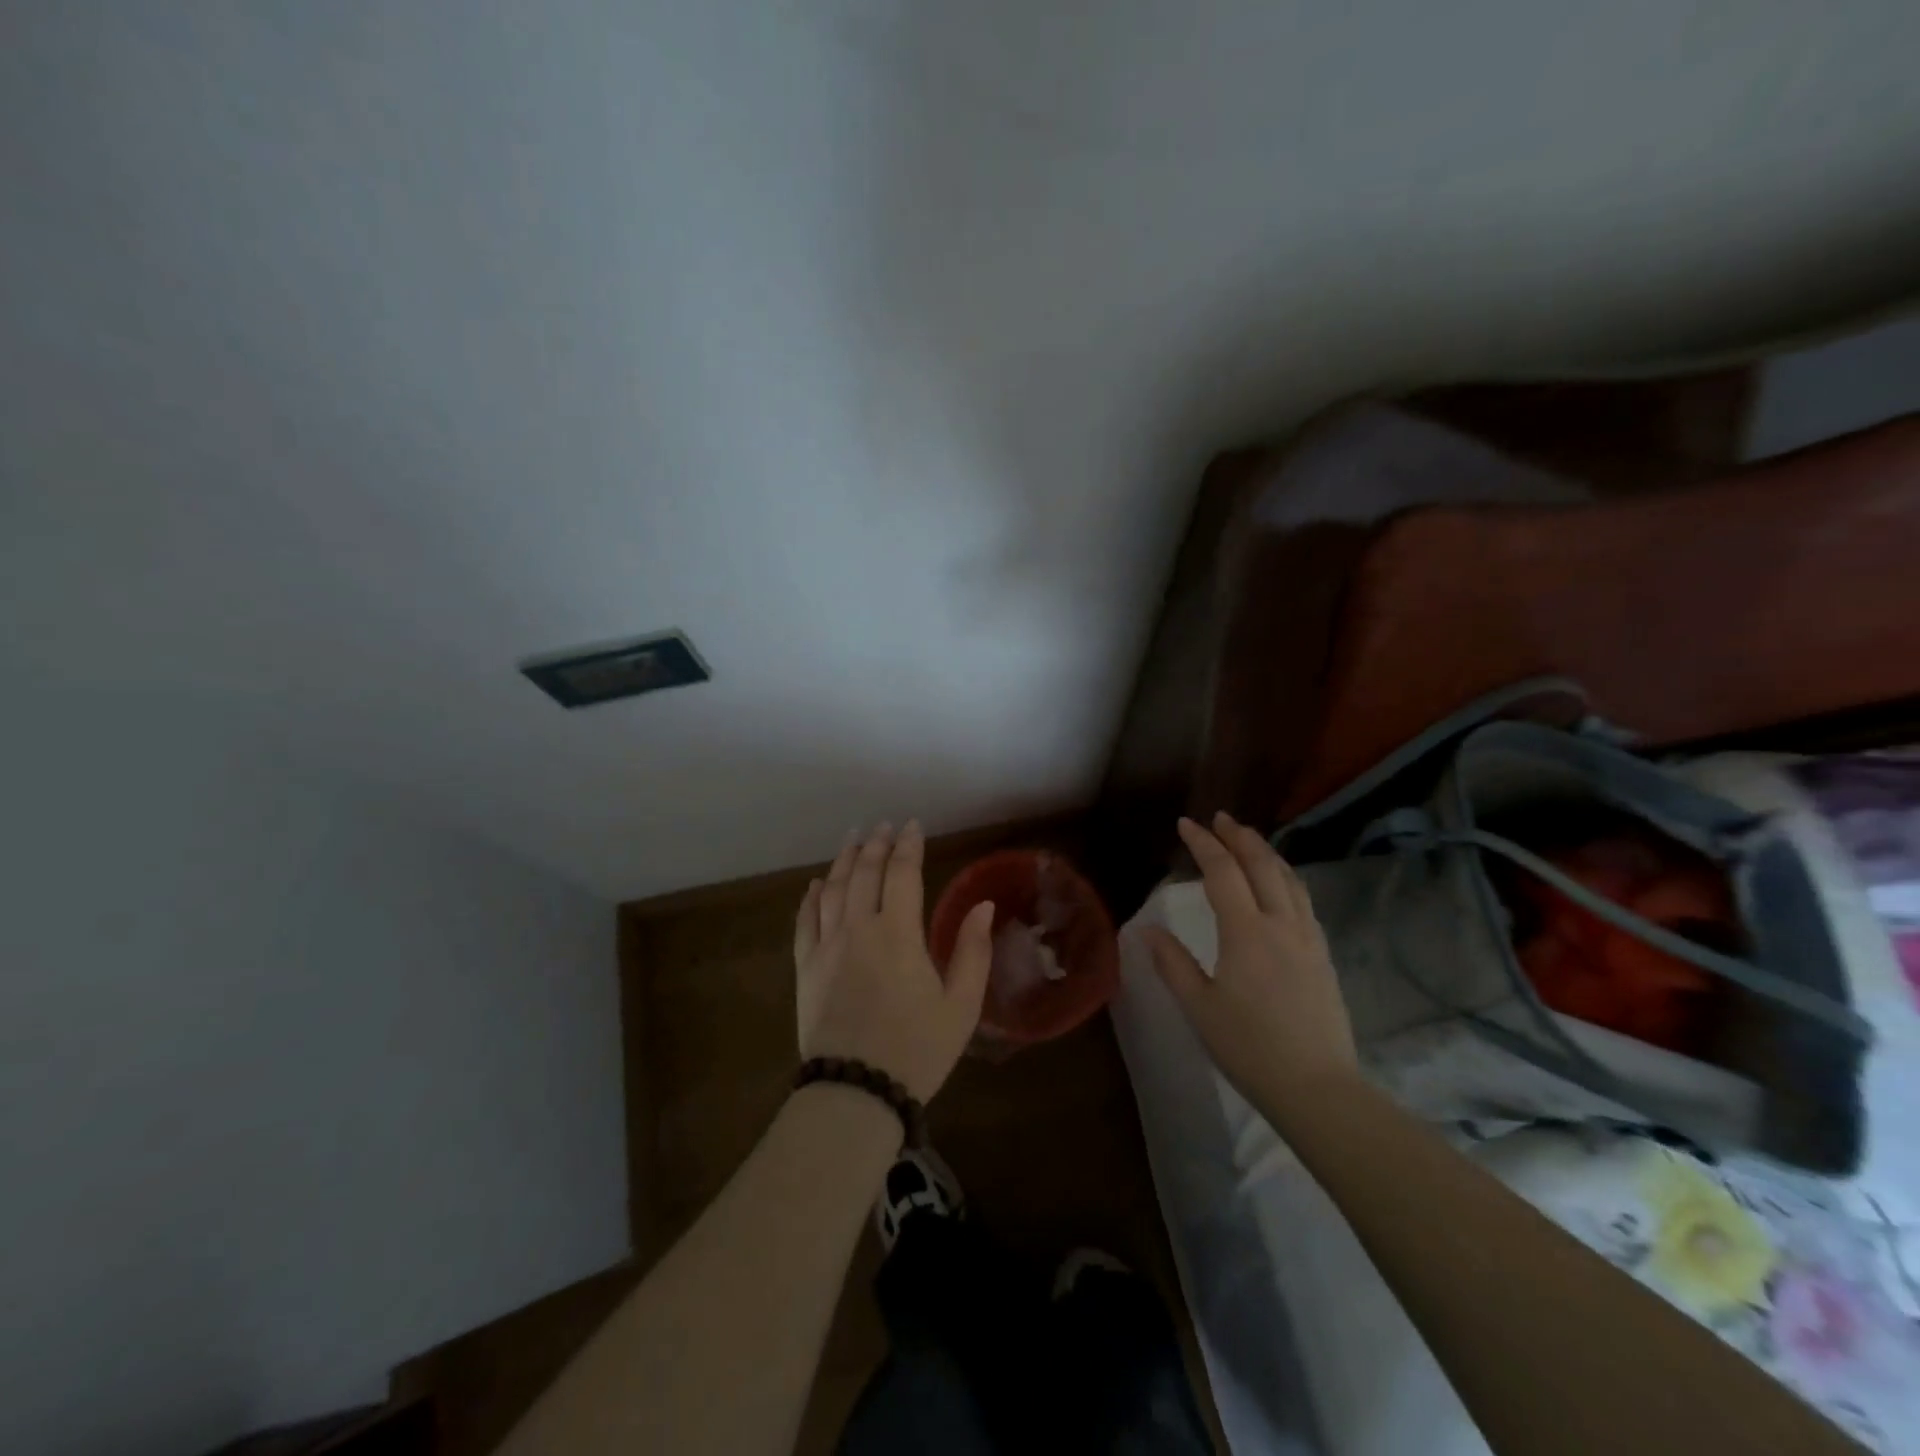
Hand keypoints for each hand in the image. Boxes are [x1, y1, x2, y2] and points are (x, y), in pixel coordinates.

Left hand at [794, 821, 995, 1101]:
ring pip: (831, 889)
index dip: (908, 844)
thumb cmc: (917, 1050)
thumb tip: (984, 906)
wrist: (855, 1092)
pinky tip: (815, 885)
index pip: (902, 872)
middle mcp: (858, 929)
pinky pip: (804, 921)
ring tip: (853, 839)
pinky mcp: (805, 968)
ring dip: (843, 860)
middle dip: (875, 844)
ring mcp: (826, 947)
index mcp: (898, 933)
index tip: (913, 825)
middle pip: (863, 872)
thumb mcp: (961, 1006)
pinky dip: (810, 897)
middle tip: (883, 826)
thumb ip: (973, 951)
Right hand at [1142, 812, 1358, 1111]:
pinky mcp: (1323, 956)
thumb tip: (1148, 930)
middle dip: (1239, 837)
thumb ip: (1173, 963)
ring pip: (1290, 879)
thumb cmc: (1249, 1048)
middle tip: (1220, 818)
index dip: (1203, 844)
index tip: (1186, 824)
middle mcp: (1282, 924)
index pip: (1223, 872)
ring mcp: (1308, 938)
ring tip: (1249, 841)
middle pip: (1262, 865)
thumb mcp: (1199, 1007)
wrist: (1318, 1088)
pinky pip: (1304, 900)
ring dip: (1267, 852)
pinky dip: (1286, 877)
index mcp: (1247, 932)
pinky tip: (1280, 885)